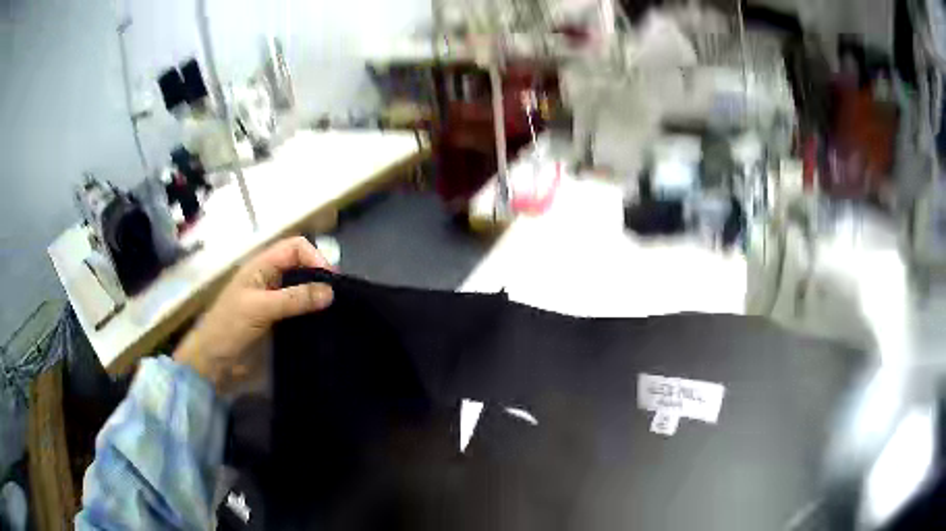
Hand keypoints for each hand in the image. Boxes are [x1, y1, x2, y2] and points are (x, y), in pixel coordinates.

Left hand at [174, 237, 333, 392]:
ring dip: (319, 297)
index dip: (314, 257)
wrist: (214, 363)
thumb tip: (330, 291)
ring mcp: (275, 302)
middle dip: (321, 276)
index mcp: (261, 267)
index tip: (331, 280)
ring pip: (304, 290)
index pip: (295, 248)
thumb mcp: (259, 308)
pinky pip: (301, 312)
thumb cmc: (229, 327)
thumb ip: (293, 299)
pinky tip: (325, 325)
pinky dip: (314, 315)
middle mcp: (271, 279)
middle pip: (302, 266)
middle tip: (339, 297)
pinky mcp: (279, 322)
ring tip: (338, 311)